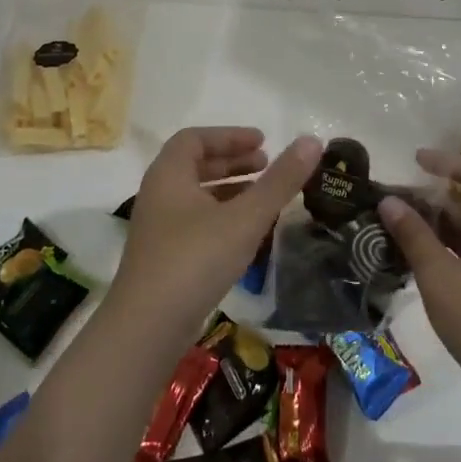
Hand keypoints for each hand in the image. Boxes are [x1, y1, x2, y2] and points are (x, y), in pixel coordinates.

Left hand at [114, 128, 321, 333]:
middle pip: (195, 165)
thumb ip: (280, 181)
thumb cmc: (196, 259)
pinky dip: (222, 216)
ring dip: (229, 190)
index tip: (263, 142)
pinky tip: (246, 233)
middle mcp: (158, 195)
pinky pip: (195, 222)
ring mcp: (158, 228)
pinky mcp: (164, 257)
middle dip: (233, 162)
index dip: (230, 136)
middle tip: (267, 165)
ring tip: (263, 196)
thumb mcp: (245, 218)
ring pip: (196, 196)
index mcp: (169, 175)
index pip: (195, 138)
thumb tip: (312, 141)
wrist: (148, 326)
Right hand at [379, 149, 460, 395]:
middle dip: (432, 198)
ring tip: (391, 224)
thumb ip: (413, 235)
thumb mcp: (441, 275)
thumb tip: (388, 201)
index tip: (416, 161)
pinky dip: (440, 249)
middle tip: (391, 198)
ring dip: (433, 225)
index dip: (450, 163)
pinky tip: (409, 255)